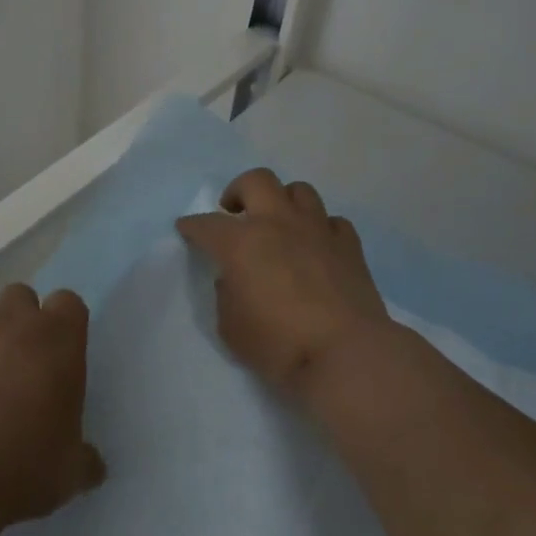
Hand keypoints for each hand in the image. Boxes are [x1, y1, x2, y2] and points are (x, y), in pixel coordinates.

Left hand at [0, 283, 106, 524]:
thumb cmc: (18, 464)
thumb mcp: (67, 475)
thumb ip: (83, 460)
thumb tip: (93, 465)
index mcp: (57, 341)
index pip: (69, 303)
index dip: (65, 324)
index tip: (61, 357)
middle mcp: (11, 322)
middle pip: (21, 297)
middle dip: (21, 322)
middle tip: (19, 368)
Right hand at [177, 168, 393, 404]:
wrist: (345, 355)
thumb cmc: (280, 345)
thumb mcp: (231, 328)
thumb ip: (226, 296)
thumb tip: (233, 279)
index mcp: (242, 243)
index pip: (207, 224)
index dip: (192, 225)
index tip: (186, 228)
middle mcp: (278, 224)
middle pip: (257, 181)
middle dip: (239, 190)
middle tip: (234, 211)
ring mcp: (317, 230)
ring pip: (299, 191)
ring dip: (283, 202)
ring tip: (278, 223)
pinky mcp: (349, 246)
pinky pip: (332, 222)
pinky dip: (321, 228)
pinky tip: (316, 245)